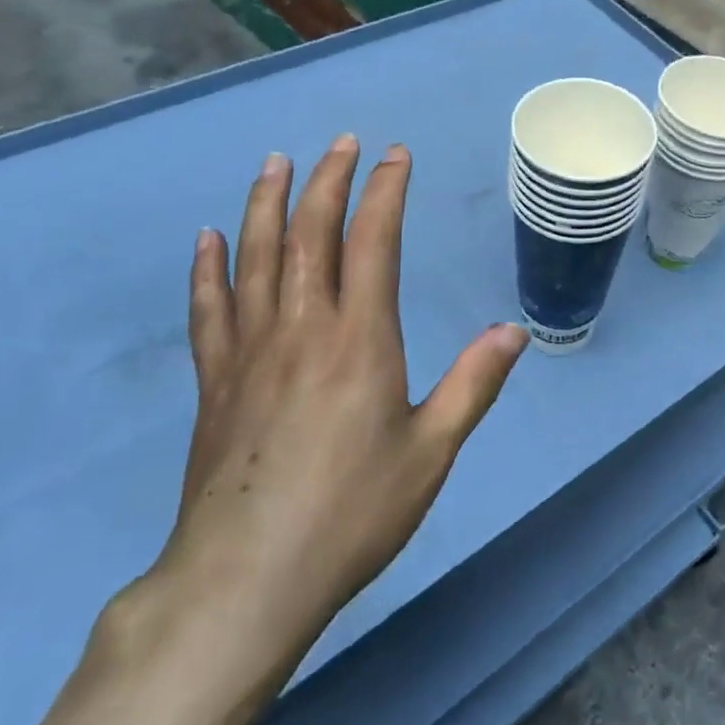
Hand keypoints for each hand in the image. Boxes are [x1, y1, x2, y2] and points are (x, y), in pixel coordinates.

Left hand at [0, 137, 528, 724]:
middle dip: (328, 180)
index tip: (396, 155)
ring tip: (274, 162)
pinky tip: (208, 239)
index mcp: (359, 339)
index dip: (385, 191)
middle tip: (342, 142)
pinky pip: (209, 309)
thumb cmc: (351, 514)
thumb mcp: (431, 453)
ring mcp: (250, 351)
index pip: (374, 242)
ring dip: (266, 203)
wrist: (244, 582)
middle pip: (310, 233)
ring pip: (256, 257)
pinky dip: (208, 268)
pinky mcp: (215, 381)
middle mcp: (302, 328)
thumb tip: (516, 332)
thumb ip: (473, 385)